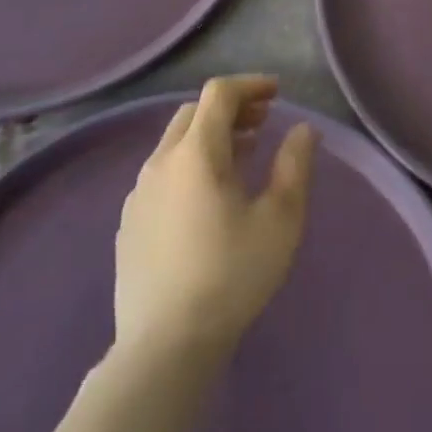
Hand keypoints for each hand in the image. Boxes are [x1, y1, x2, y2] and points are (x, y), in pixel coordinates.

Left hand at [112, 75, 316, 362]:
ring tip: (243, 155)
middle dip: (231, 108)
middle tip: (263, 122)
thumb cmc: (232, 274)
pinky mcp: (129, 223)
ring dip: (210, 136)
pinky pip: (162, 174)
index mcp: (196, 153)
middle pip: (194, 113)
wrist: (165, 347)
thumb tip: (303, 130)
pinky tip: (208, 197)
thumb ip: (295, 165)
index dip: (250, 85)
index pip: (219, 94)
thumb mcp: (280, 218)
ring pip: (175, 144)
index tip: (277, 94)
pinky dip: (190, 164)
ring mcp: (138, 194)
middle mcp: (160, 163)